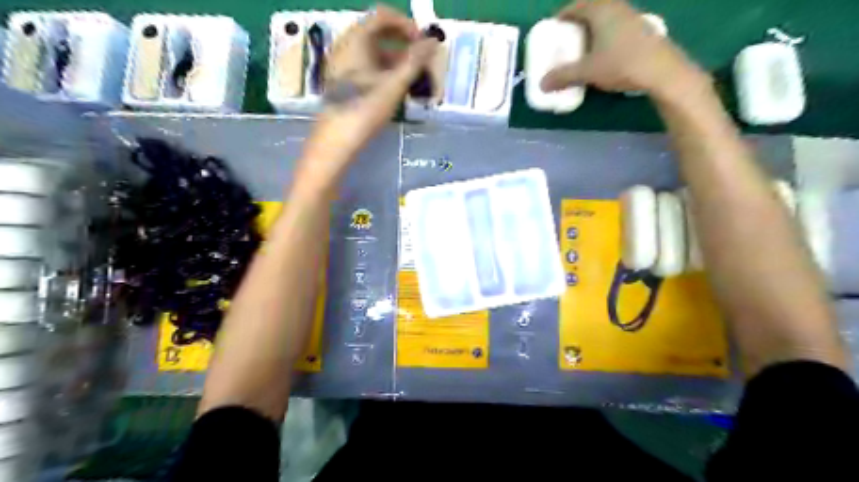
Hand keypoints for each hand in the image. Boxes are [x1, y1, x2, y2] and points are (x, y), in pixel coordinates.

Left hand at [300, 5, 436, 185]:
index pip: (383, 16)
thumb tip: (433, 41)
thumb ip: (415, 60)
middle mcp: (346, 46)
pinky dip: (385, 71)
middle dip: (404, 44)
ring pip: (373, 52)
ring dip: (396, 60)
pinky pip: (367, 66)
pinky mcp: (343, 81)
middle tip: (422, 62)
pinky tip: (396, 89)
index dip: (407, 25)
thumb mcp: (394, 84)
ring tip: (414, 79)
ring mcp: (342, 64)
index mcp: (355, 39)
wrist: (336, 140)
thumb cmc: (365, 109)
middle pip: (379, 33)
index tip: (424, 44)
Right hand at [538, 1, 707, 97]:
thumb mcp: (587, 71)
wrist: (662, 71)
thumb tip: (541, 84)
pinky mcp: (643, 29)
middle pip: (592, 7)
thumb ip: (563, 76)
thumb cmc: (620, 64)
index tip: (553, 28)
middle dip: (577, 21)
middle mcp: (617, 7)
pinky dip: (606, 34)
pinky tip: (605, 52)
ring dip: (593, 28)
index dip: (562, 16)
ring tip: (584, 46)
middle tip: (567, 37)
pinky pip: (618, 26)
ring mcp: (633, 16)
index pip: (576, 6)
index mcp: (601, 9)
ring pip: (607, 16)